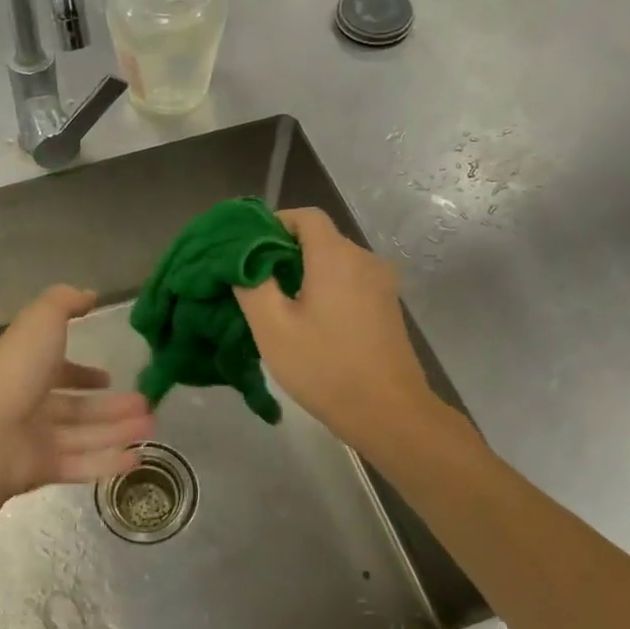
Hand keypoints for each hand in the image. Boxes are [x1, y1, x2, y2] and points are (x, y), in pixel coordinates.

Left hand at [0, 285, 155, 499]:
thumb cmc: (14, 373)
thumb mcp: (41, 322)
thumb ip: (64, 303)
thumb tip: (89, 295)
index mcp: (25, 370)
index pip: (56, 371)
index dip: (81, 373)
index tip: (108, 378)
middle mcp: (29, 404)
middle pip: (77, 407)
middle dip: (111, 406)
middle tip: (146, 406)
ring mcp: (35, 440)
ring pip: (84, 435)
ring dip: (118, 431)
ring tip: (151, 426)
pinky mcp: (42, 470)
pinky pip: (81, 465)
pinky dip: (108, 462)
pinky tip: (137, 457)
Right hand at [233, 208, 438, 451]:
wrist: (388, 412)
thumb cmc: (324, 367)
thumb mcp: (272, 327)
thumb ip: (251, 284)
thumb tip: (241, 260)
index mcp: (336, 256)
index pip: (304, 215)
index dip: (272, 224)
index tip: (246, 251)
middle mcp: (364, 259)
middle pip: (319, 238)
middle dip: (283, 253)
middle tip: (253, 284)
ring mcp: (381, 283)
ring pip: (334, 262)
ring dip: (304, 274)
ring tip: (277, 306)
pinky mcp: (387, 306)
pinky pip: (349, 283)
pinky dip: (325, 290)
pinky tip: (308, 322)